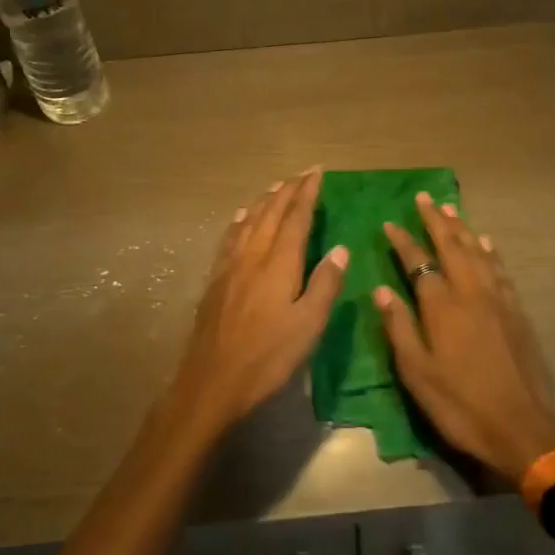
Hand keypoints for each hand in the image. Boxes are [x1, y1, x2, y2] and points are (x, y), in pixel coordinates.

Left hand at [170, 168, 349, 433]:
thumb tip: (342, 249)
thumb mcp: (308, 326)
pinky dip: (240, 221)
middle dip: (288, 191)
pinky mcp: (215, 280)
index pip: (296, 219)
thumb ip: (325, 284)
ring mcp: (230, 267)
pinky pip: (230, 238)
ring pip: (249, 221)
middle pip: (271, 213)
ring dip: (265, 201)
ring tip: (277, 187)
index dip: (307, 194)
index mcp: (279, 264)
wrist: (212, 381)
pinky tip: (242, 217)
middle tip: (302, 173)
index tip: (317, 173)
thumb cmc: (267, 357)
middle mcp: (253, 256)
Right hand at [376, 192, 554, 480]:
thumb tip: (381, 290)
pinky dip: (491, 251)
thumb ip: (399, 327)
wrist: (521, 427)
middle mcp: (471, 292)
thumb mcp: (417, 373)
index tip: (390, 222)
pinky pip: (501, 270)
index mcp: (442, 306)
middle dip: (436, 220)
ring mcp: (498, 300)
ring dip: (463, 228)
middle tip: (425, 197)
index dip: (403, 241)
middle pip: (452, 246)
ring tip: (451, 209)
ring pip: (479, 252)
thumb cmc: (460, 404)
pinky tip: (487, 243)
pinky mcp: (517, 312)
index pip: (419, 262)